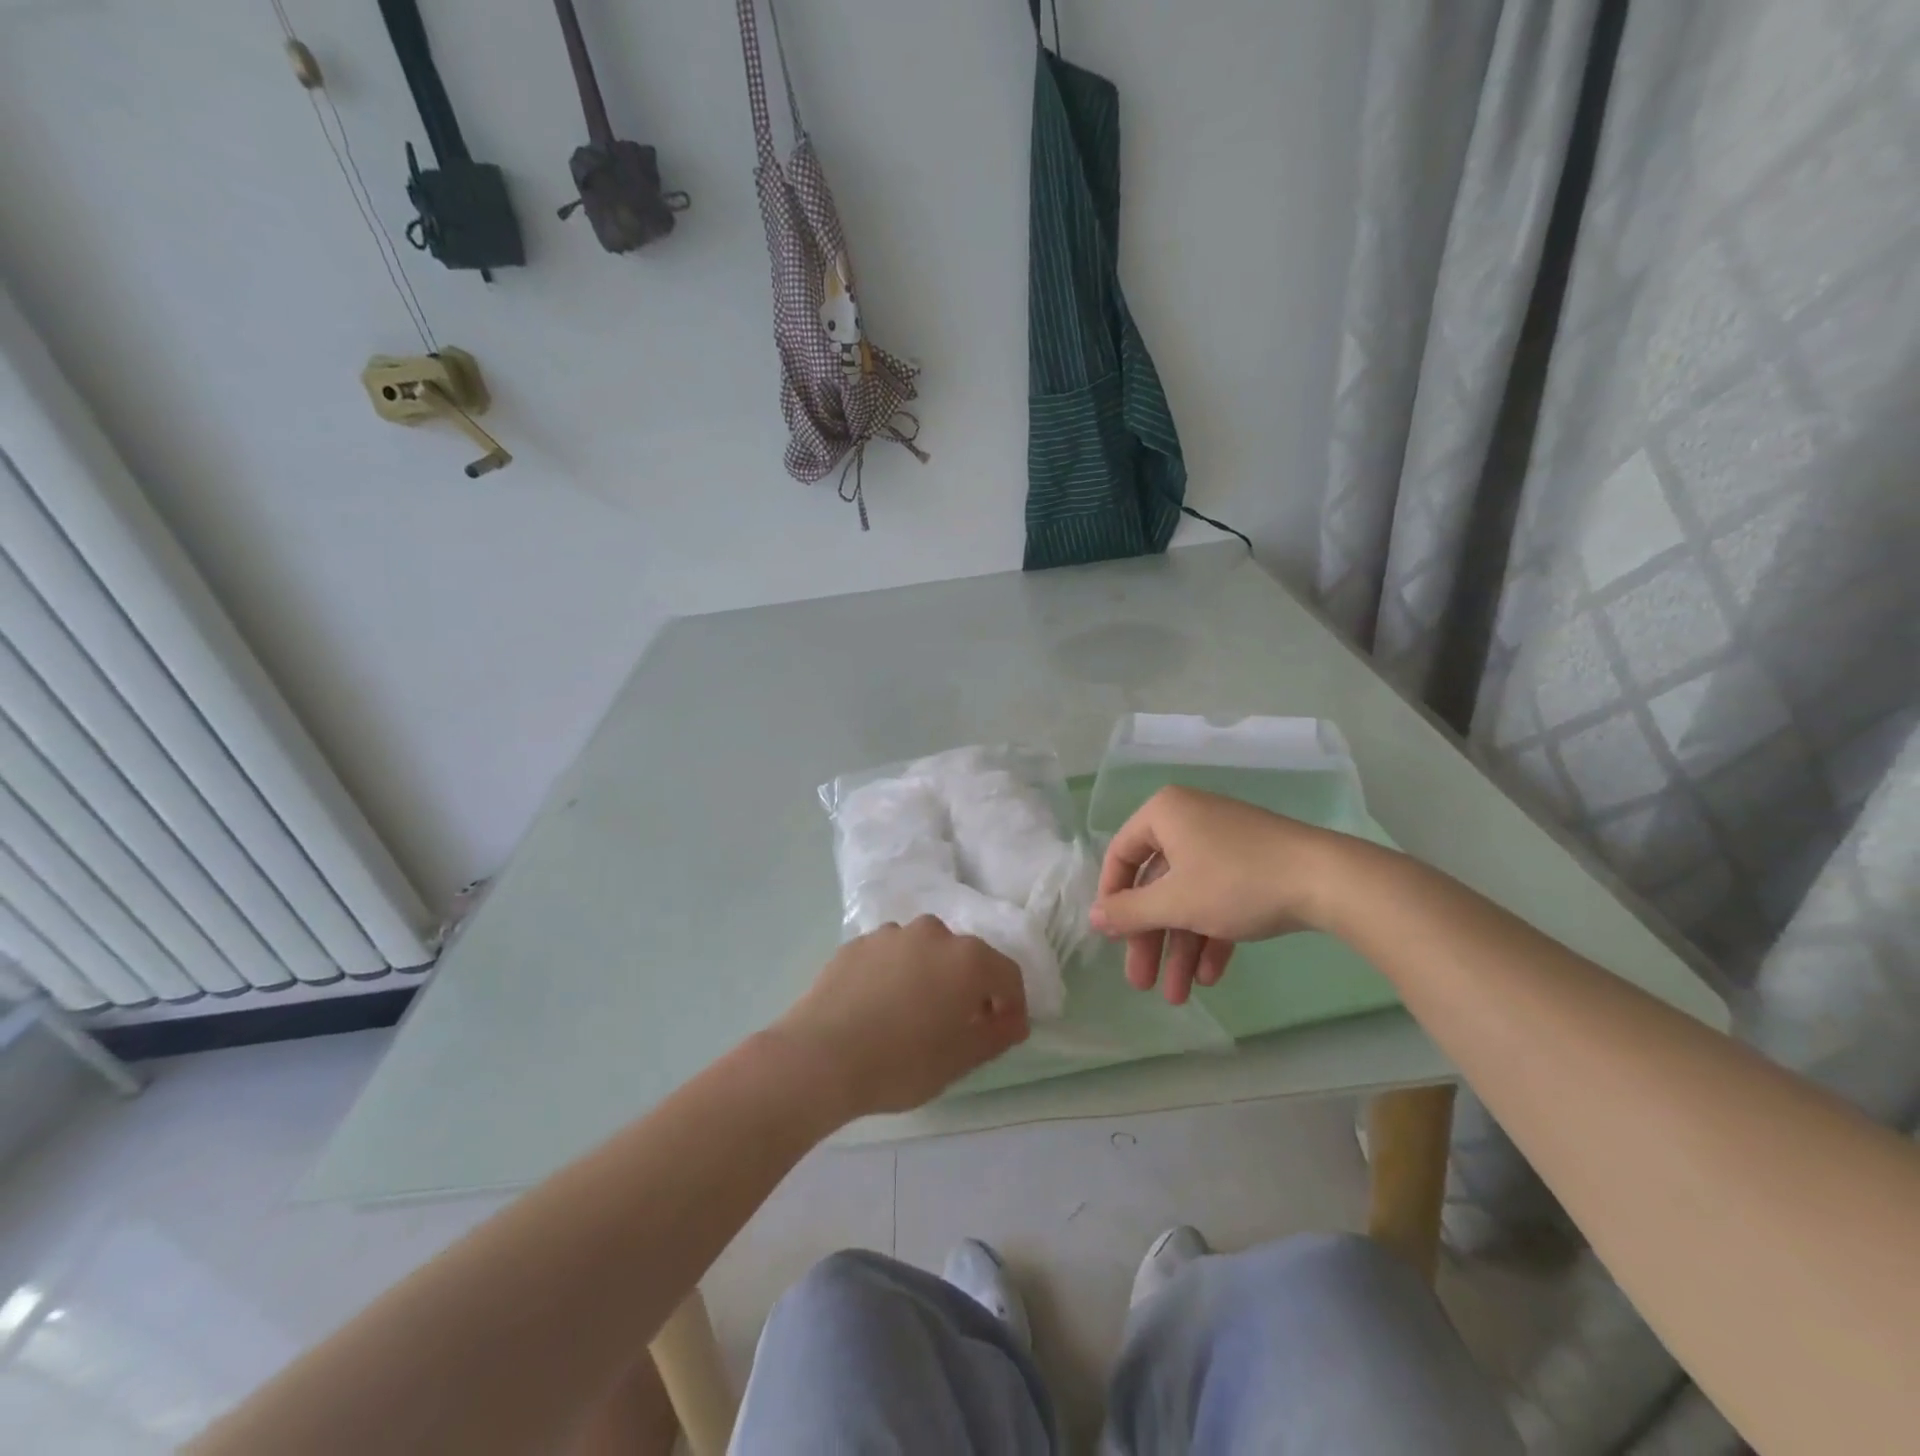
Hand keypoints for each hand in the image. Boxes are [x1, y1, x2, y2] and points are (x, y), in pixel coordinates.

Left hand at [775, 917, 1029, 1116]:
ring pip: (924, 953)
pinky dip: (894, 976)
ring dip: (929, 977)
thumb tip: (1014, 1019)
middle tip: (958, 1026)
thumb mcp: (961, 1059)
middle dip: (969, 988)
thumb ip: (997, 1034)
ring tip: (912, 1016)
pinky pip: (889, 958)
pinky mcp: (856, 944)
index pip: (1006, 974)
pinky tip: (878, 1009)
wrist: (819, 1057)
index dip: (1012, 1004)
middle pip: (964, 958)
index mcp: (967, 958)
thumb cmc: (901, 1062)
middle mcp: (932, 933)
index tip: (1004, 1032)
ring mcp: (890, 934)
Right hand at [1090, 786, 1328, 1004]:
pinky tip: (1210, 976)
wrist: (1328, 880)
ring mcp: (1224, 842)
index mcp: (1165, 814)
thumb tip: (1094, 917)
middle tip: (1142, 982)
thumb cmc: (1236, 882)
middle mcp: (1190, 820)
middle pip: (1157, 885)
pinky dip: (1212, 935)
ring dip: (1181, 947)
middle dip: (1151, 939)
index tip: (1112, 937)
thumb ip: (1128, 911)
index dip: (1113, 899)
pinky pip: (1219, 898)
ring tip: (1179, 997)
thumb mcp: (1175, 902)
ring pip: (1189, 897)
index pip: (1121, 855)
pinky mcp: (1253, 864)